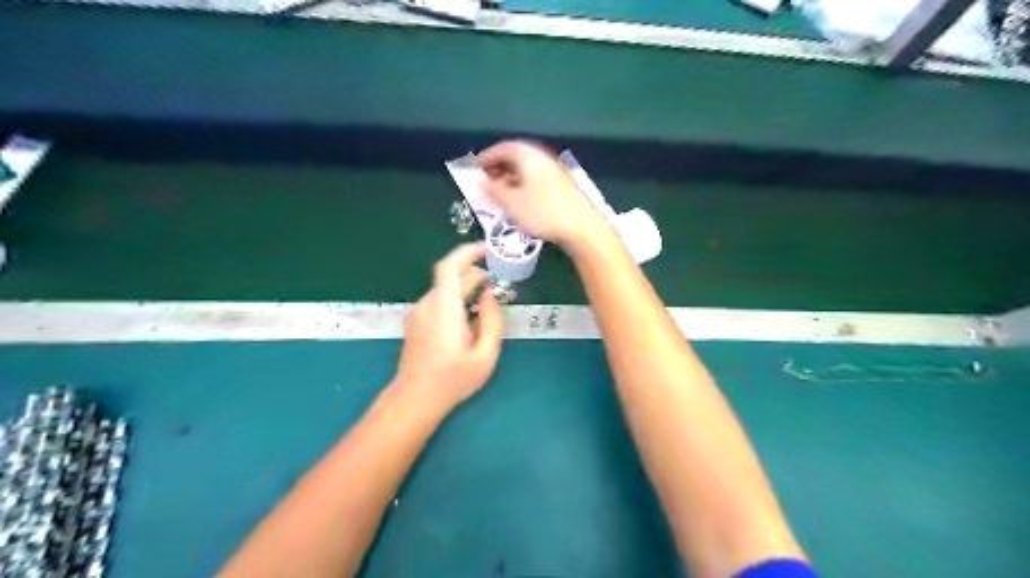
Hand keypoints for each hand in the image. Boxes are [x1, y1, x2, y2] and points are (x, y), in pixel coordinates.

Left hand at [393, 242, 505, 410]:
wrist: (414, 399)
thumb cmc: (453, 379)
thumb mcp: (485, 354)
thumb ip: (492, 320)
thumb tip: (490, 295)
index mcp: (444, 308)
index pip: (449, 266)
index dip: (467, 252)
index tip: (487, 250)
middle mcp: (428, 304)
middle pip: (451, 278)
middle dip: (476, 276)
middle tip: (499, 286)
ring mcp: (418, 313)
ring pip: (445, 290)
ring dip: (467, 290)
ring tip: (487, 306)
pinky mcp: (416, 322)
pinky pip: (439, 302)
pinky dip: (456, 301)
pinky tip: (469, 319)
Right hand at [478, 141, 604, 246]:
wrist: (580, 226)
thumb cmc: (543, 213)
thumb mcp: (513, 204)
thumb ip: (494, 191)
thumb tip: (480, 181)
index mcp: (528, 157)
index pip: (503, 148)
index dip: (487, 156)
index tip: (476, 168)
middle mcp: (541, 158)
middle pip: (516, 155)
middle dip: (499, 165)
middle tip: (486, 178)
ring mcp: (553, 169)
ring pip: (526, 166)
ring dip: (510, 174)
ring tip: (499, 189)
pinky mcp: (560, 182)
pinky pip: (535, 175)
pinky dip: (522, 180)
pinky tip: (518, 196)